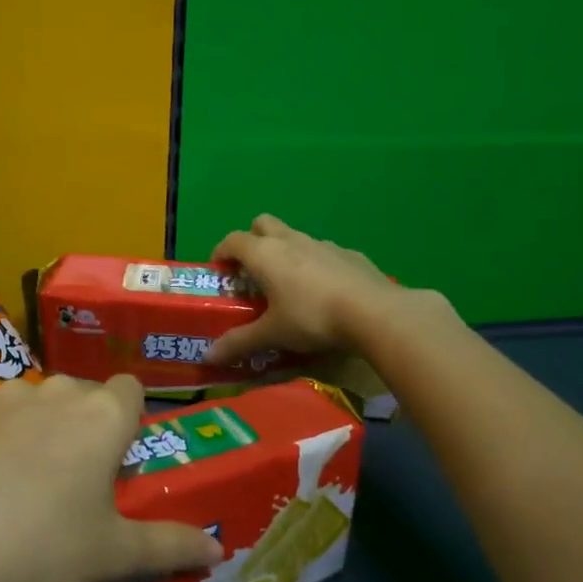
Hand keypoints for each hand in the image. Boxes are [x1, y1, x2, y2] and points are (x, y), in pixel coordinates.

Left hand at [0, 375, 224, 581]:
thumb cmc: (43, 551)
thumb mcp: (114, 555)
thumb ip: (171, 546)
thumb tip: (218, 552)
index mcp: (103, 416)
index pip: (131, 390)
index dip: (127, 421)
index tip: (114, 461)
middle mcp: (57, 391)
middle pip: (81, 394)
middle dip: (81, 425)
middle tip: (67, 482)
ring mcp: (3, 393)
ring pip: (33, 399)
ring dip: (35, 425)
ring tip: (15, 482)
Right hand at [205, 214, 409, 364]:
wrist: (374, 312)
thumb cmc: (312, 318)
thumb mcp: (272, 334)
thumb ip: (239, 343)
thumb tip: (208, 357)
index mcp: (265, 254)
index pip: (232, 240)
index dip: (221, 253)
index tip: (219, 271)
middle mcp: (290, 241)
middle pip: (263, 224)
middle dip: (253, 240)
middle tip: (252, 271)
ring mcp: (323, 244)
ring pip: (295, 237)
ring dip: (285, 252)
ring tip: (289, 285)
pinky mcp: (349, 254)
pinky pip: (324, 253)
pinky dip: (316, 265)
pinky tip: (325, 291)